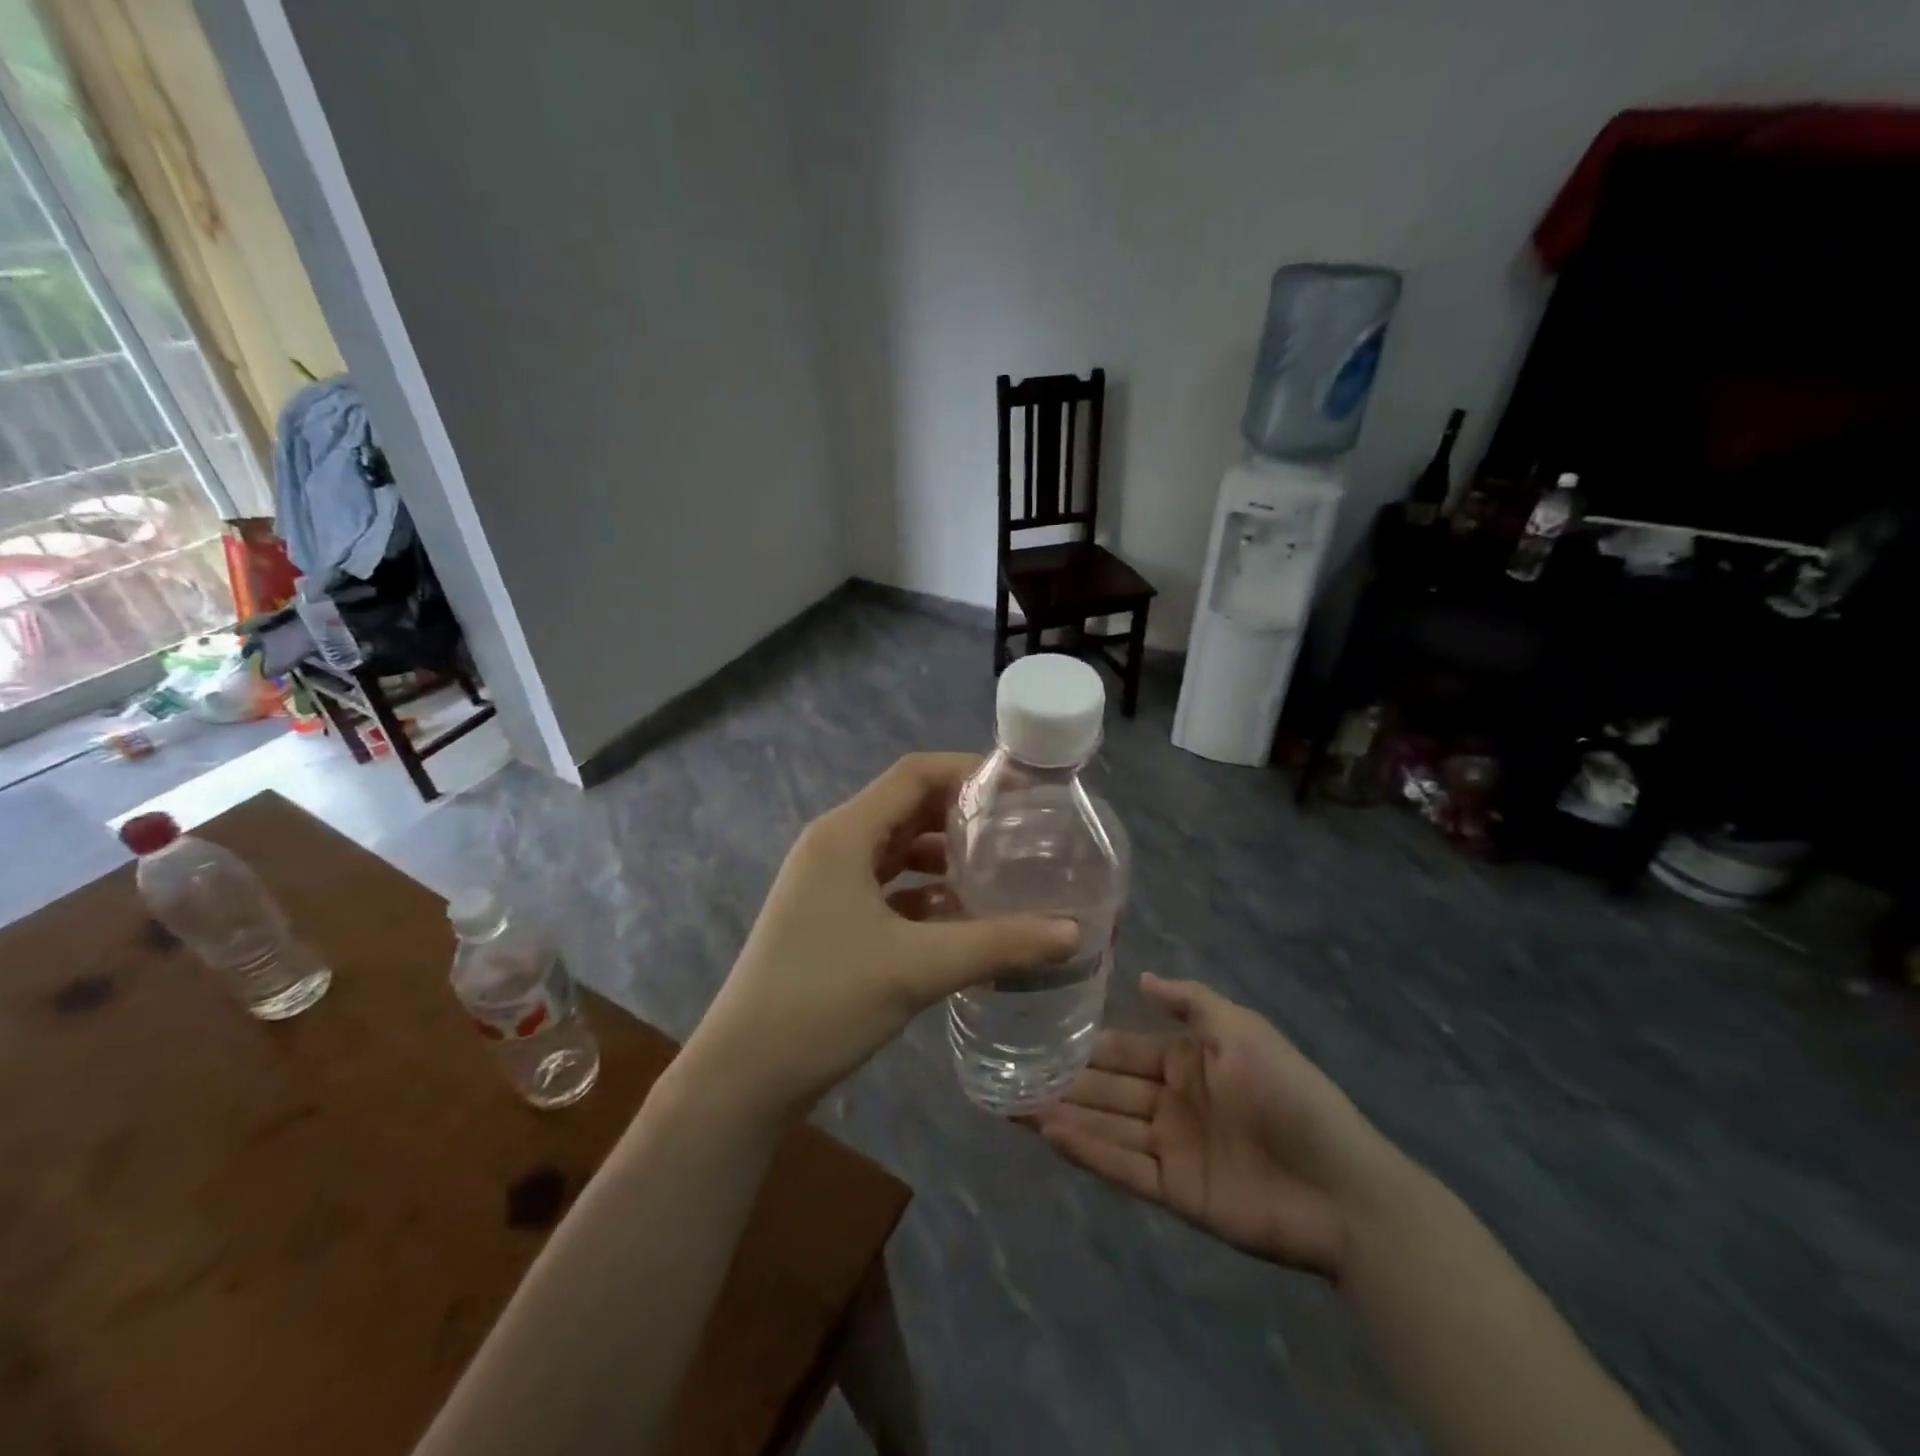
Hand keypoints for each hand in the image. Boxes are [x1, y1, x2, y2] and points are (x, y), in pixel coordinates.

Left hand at [687, 753, 1078, 1119]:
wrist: (744, 1075)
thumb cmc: (823, 1002)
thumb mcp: (918, 968)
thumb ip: (999, 944)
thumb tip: (1073, 932)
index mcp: (845, 835)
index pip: (913, 775)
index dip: (967, 771)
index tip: (1020, 788)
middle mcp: (834, 847)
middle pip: (907, 808)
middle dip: (962, 815)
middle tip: (1020, 830)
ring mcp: (827, 884)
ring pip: (897, 851)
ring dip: (944, 856)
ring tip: (999, 872)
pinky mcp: (830, 918)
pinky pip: (886, 888)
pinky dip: (923, 892)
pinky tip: (961, 917)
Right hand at [1027, 975, 1390, 1278]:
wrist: (1341, 1186)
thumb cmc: (1289, 1093)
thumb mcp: (1242, 1030)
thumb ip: (1192, 1002)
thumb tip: (1143, 976)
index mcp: (1186, 1061)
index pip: (1122, 1049)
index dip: (1083, 1045)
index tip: (1037, 1035)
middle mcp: (1171, 1101)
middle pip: (1106, 1088)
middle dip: (1061, 1081)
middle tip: (1007, 1074)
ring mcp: (1171, 1147)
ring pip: (1105, 1126)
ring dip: (1063, 1115)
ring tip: (1013, 1105)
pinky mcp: (1174, 1191)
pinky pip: (1123, 1166)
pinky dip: (1087, 1150)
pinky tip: (1050, 1134)